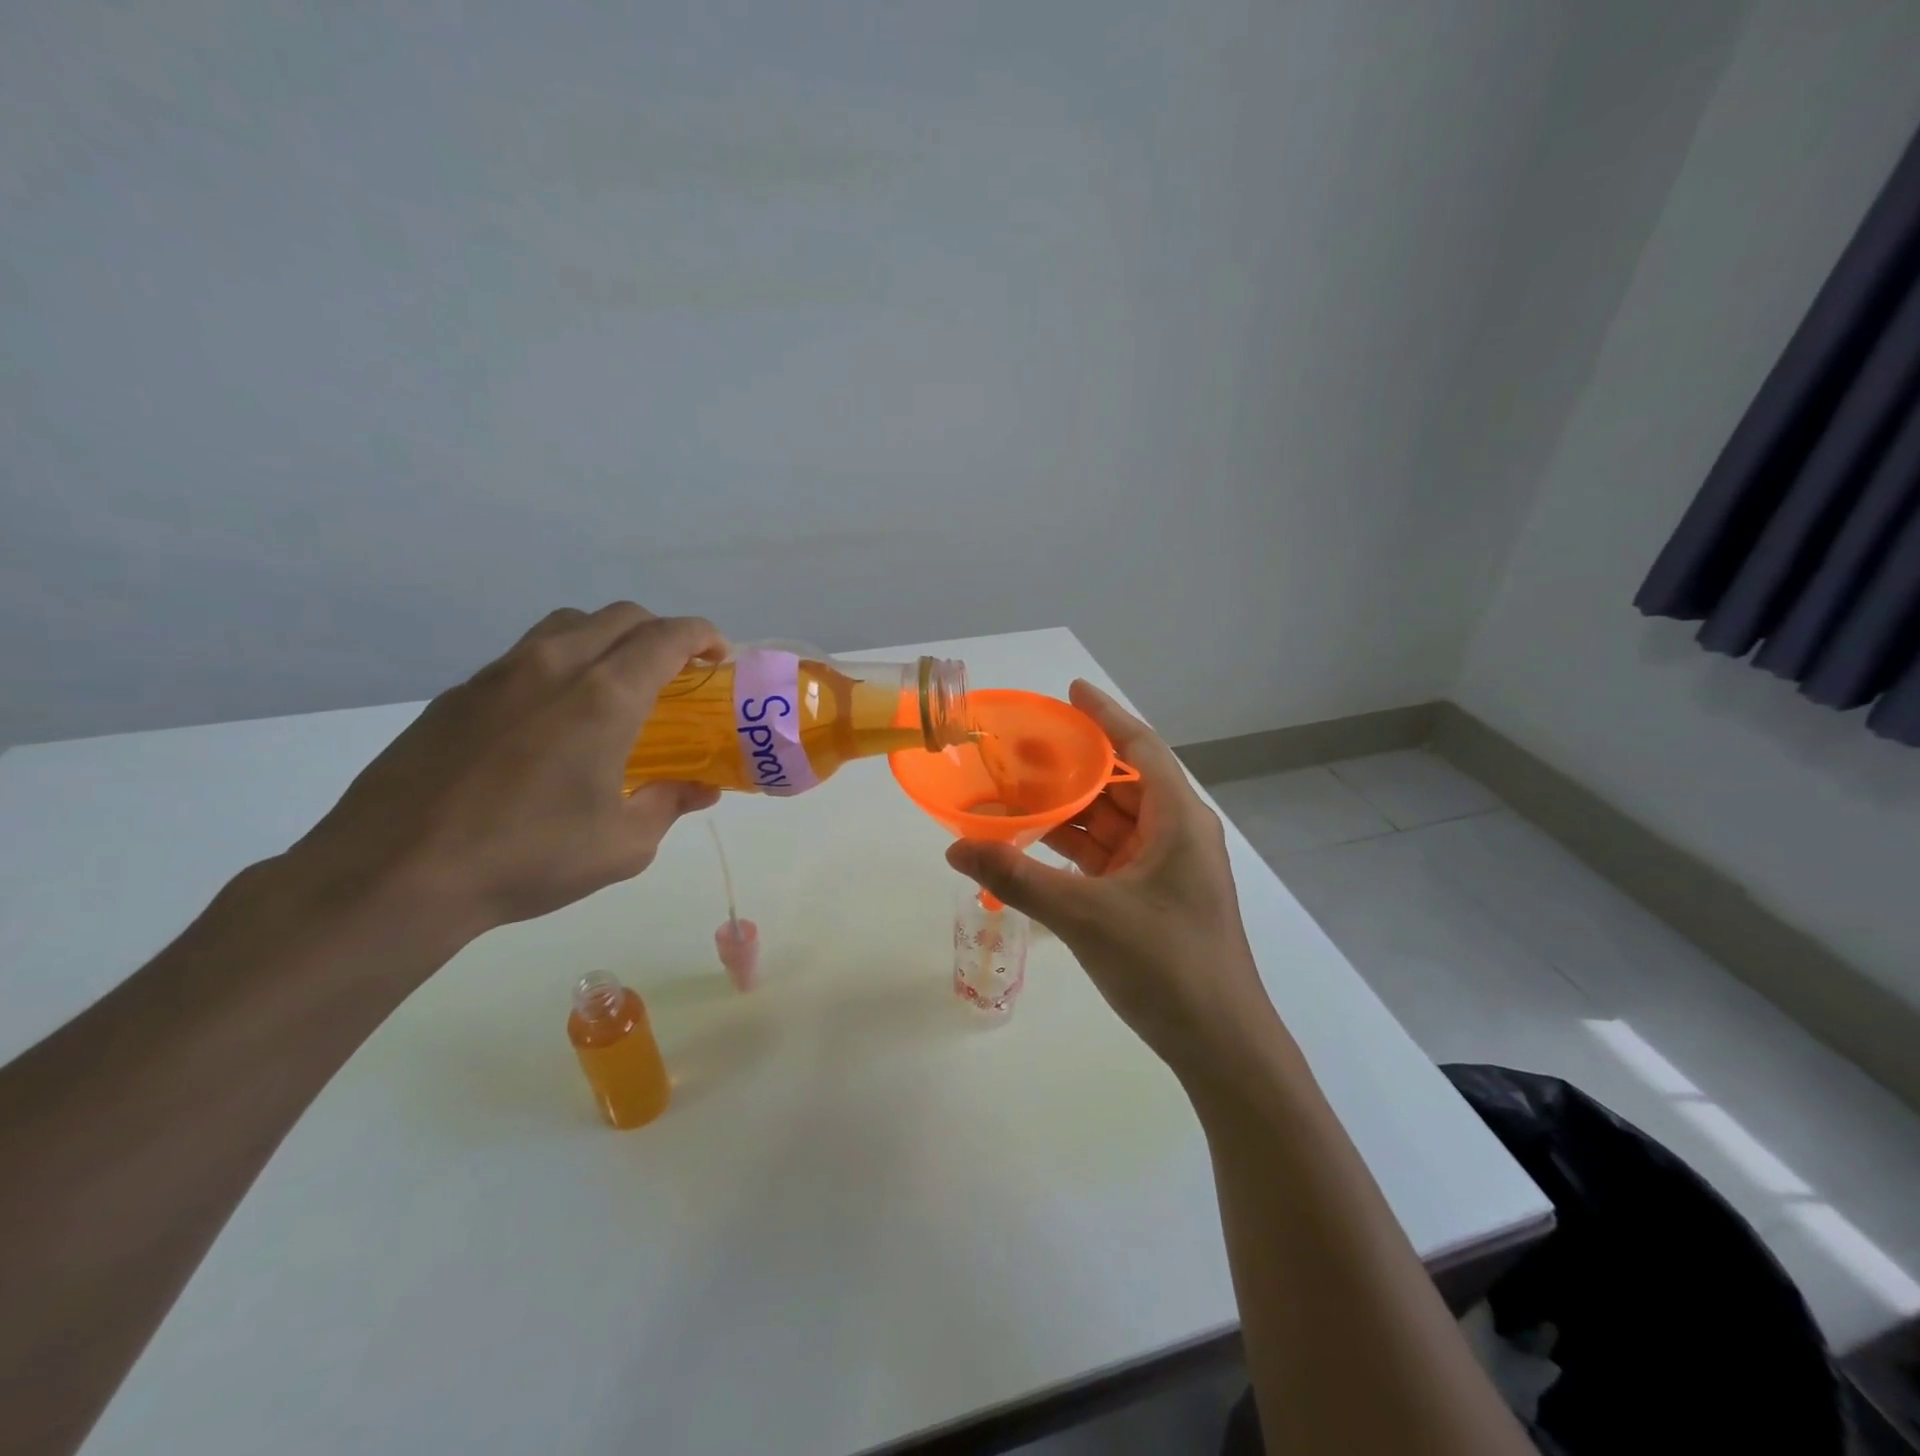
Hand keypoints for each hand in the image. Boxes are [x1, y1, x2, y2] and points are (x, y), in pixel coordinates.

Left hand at [290, 604, 725, 945]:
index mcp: (605, 697)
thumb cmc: (527, 857)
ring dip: (608, 639)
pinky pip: (526, 655)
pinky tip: (553, 720)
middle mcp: (555, 666)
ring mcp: (499, 674)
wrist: (395, 874)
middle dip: (661, 633)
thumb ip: (669, 804)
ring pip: (569, 625)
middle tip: (676, 675)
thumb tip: (700, 790)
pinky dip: (561, 664)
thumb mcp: (622, 845)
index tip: (718, 658)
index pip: (667, 636)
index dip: (703, 636)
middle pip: (621, 616)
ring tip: (617, 686)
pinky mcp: (459, 693)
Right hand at [946, 680, 1280, 1078]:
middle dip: (1073, 764)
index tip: (1069, 692)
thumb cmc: (1165, 966)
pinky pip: (1109, 854)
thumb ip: (1017, 878)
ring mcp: (1165, 866)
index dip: (1105, 715)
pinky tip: (1034, 842)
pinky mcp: (1153, 896)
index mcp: (1177, 819)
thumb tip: (956, 848)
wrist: (1220, 1045)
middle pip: (1120, 781)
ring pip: (1111, 820)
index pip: (1139, 747)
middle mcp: (1175, 832)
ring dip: (1068, 808)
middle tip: (1020, 747)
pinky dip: (1074, 846)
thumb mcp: (1085, 916)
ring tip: (1015, 789)